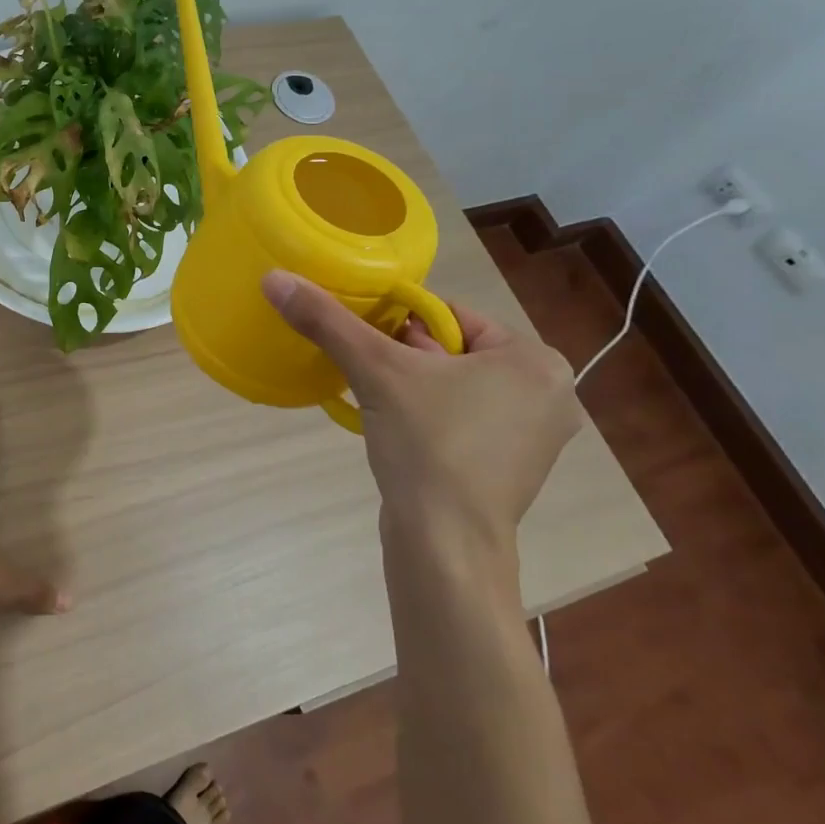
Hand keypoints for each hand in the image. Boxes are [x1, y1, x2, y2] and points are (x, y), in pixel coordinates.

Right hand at [262, 271, 582, 549]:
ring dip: (412, 388)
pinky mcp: (512, 470)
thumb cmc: (428, 445)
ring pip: (455, 387)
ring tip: (377, 401)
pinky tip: (398, 432)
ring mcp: (535, 438)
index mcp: (535, 361)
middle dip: (404, 358)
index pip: (450, 316)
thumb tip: (274, 278)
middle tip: (368, 373)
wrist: (445, 545)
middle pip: (453, 351)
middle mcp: (550, 395)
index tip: (364, 341)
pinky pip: (463, 422)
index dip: (398, 322)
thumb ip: (327, 320)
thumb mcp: (374, 370)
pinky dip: (428, 418)